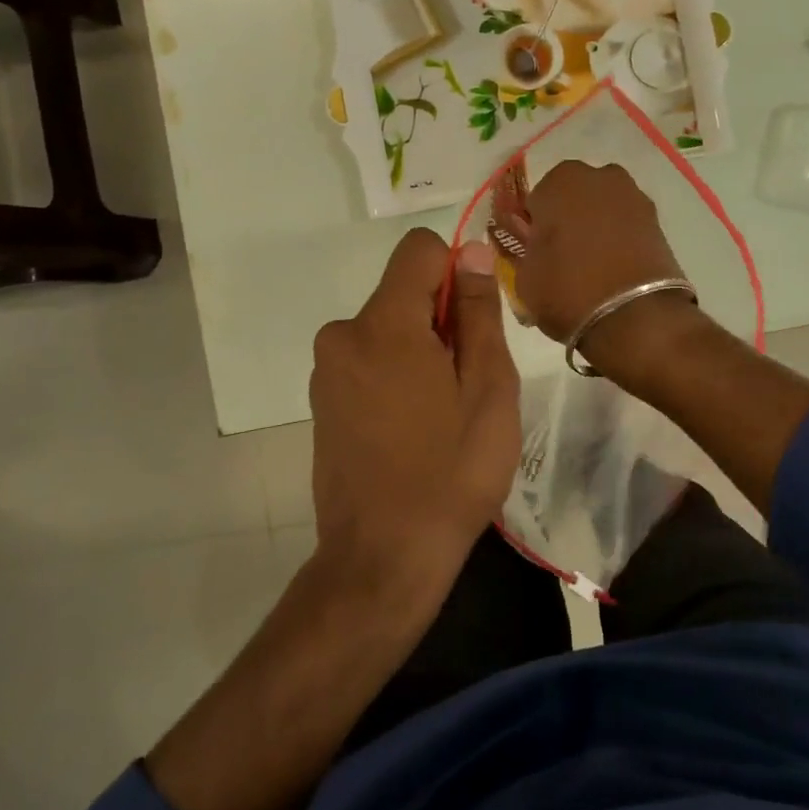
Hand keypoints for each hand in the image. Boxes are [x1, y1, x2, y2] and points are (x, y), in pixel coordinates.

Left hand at [309, 228, 520, 585]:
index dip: (455, 271)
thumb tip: (470, 251)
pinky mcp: (321, 400)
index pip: (418, 249)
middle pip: (403, 292)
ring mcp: (326, 371)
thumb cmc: (450, 471)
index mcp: (383, 324)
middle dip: (440, 320)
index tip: (473, 323)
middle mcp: (343, 335)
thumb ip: (477, 312)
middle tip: (466, 384)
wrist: (383, 560)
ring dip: (420, 351)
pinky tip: (413, 429)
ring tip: (442, 414)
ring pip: (388, 328)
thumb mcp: (487, 387)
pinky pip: (368, 360)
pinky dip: (396, 375)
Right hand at [512, 161, 702, 370]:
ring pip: (602, 209)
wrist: (636, 318)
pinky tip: (615, 270)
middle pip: (573, 198)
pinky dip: (620, 241)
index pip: (536, 200)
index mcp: (561, 181)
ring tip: (593, 268)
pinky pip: (627, 226)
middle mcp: (600, 177)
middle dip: (567, 220)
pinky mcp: (658, 222)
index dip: (534, 228)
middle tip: (563, 259)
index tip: (536, 253)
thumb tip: (532, 247)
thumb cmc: (567, 290)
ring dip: (596, 228)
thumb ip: (523, 251)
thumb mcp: (524, 277)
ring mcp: (634, 197)